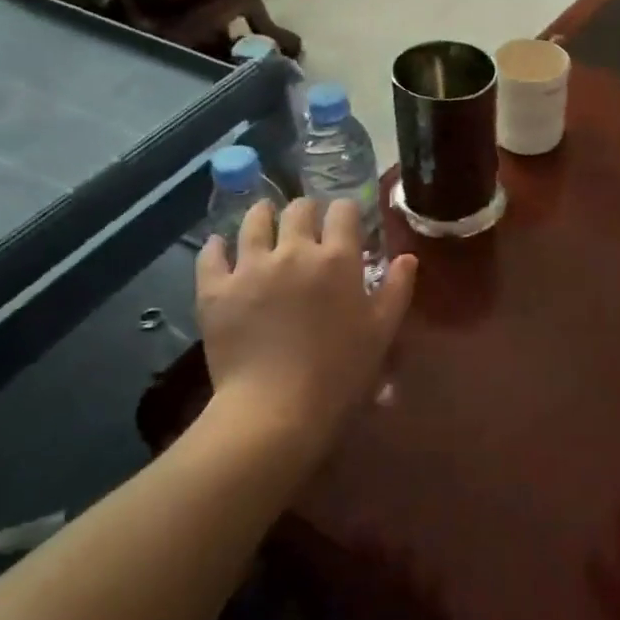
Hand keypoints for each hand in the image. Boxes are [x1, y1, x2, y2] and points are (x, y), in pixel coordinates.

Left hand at [197, 198, 416, 448]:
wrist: (276, 410)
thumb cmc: (339, 373)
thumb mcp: (381, 332)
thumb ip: (396, 289)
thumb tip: (407, 257)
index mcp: (337, 259)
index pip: (343, 211)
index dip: (345, 211)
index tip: (346, 221)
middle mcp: (293, 251)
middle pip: (298, 209)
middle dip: (306, 210)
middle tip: (306, 224)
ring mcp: (250, 268)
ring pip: (253, 222)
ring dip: (262, 215)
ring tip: (264, 219)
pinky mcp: (216, 290)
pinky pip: (211, 255)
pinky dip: (217, 247)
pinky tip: (220, 247)